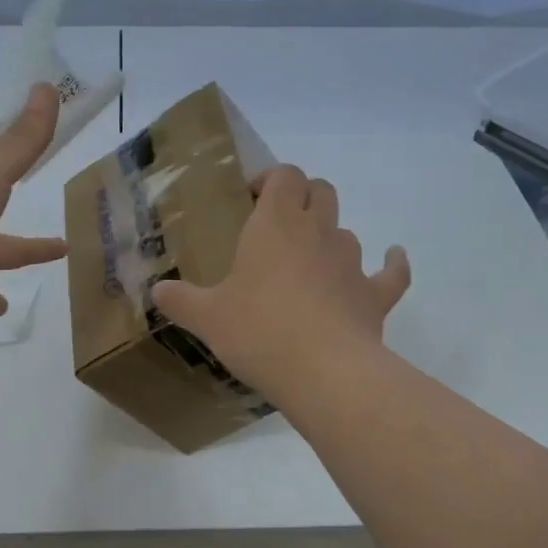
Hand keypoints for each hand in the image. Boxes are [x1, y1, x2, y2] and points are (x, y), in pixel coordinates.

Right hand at [150, 166, 409, 398]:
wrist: (323, 371)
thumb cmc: (258, 331)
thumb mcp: (207, 317)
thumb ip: (180, 300)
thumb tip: (156, 292)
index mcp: (275, 225)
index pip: (283, 176)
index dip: (270, 179)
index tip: (250, 199)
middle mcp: (317, 232)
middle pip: (321, 191)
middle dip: (303, 198)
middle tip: (279, 225)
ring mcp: (351, 262)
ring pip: (346, 231)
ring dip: (330, 237)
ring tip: (310, 262)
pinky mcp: (375, 295)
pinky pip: (392, 272)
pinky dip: (391, 265)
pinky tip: (390, 260)